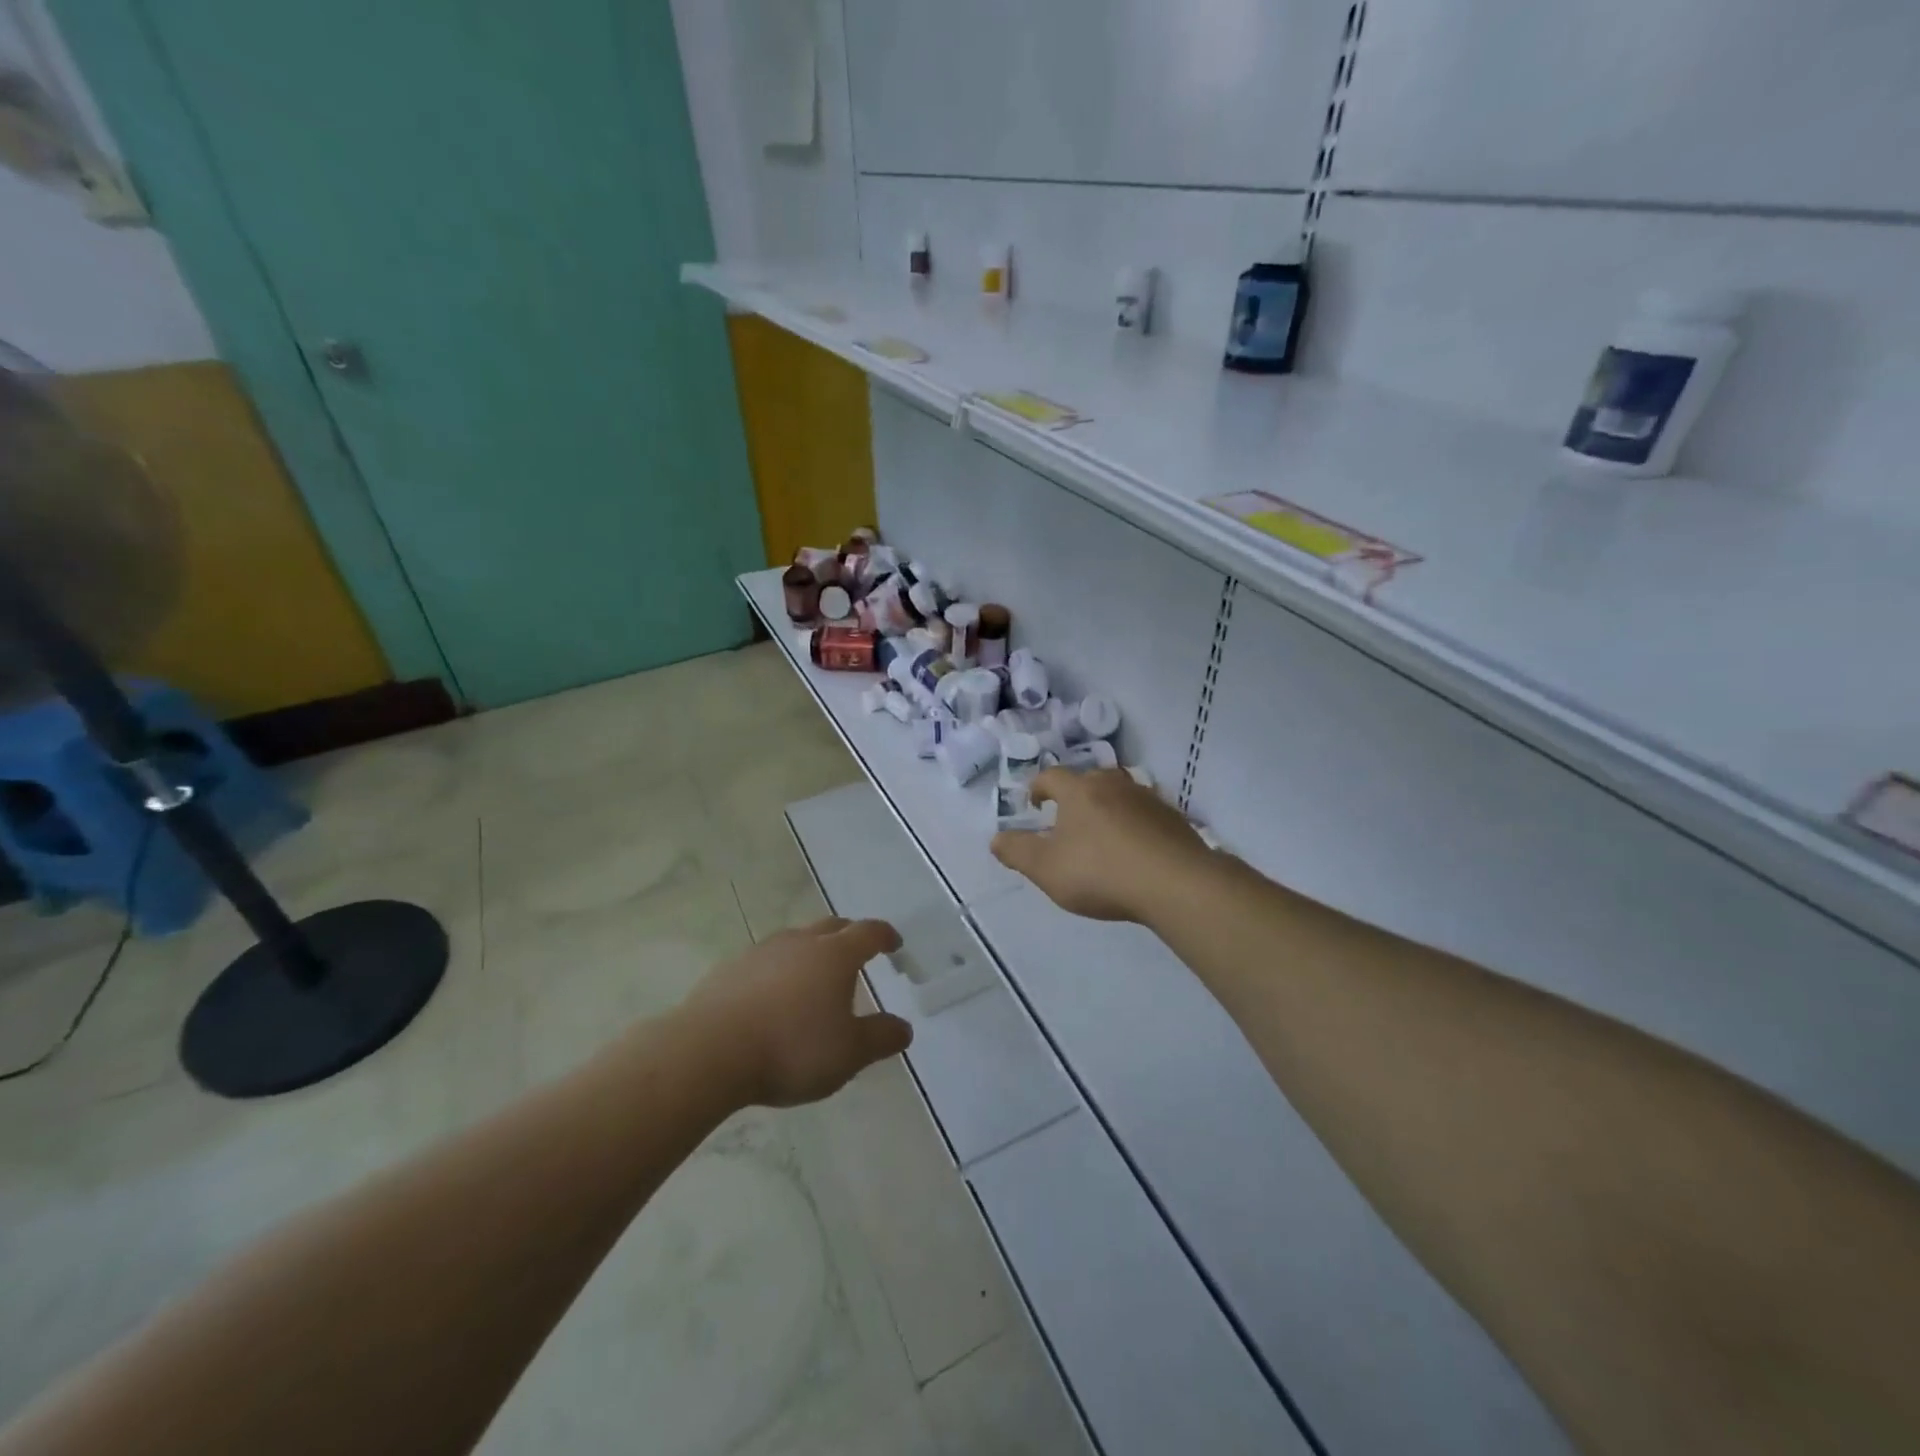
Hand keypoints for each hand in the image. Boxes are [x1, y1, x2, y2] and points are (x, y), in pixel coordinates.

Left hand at [679, 918, 913, 1107]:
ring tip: (813, 978)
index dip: (885, 936)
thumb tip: (904, 1028)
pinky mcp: (730, 969)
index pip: (868, 933)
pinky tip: (772, 998)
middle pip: (831, 927)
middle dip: (849, 936)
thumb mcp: (849, 1053)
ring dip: (810, 952)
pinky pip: (765, 961)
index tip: (894, 944)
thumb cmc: (791, 1048)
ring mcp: (761, 952)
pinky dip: (778, 971)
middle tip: (858, 954)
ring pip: (795, 941)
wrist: (709, 1051)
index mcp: (835, 955)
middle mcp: (800, 942)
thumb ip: (880, 1038)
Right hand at [991, 767, 1213, 922]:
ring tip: (1101, 832)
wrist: (1175, 883)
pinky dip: (1134, 824)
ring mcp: (1148, 799)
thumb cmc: (1100, 872)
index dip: (1039, 787)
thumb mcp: (1046, 869)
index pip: (1052, 776)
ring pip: (1120, 793)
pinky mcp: (1173, 818)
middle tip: (1067, 818)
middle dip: (1075, 795)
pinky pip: (1145, 814)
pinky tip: (1135, 848)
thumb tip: (996, 839)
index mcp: (1079, 790)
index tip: (1034, 803)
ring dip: (1107, 807)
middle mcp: (1113, 784)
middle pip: (1089, 779)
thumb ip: (1017, 852)